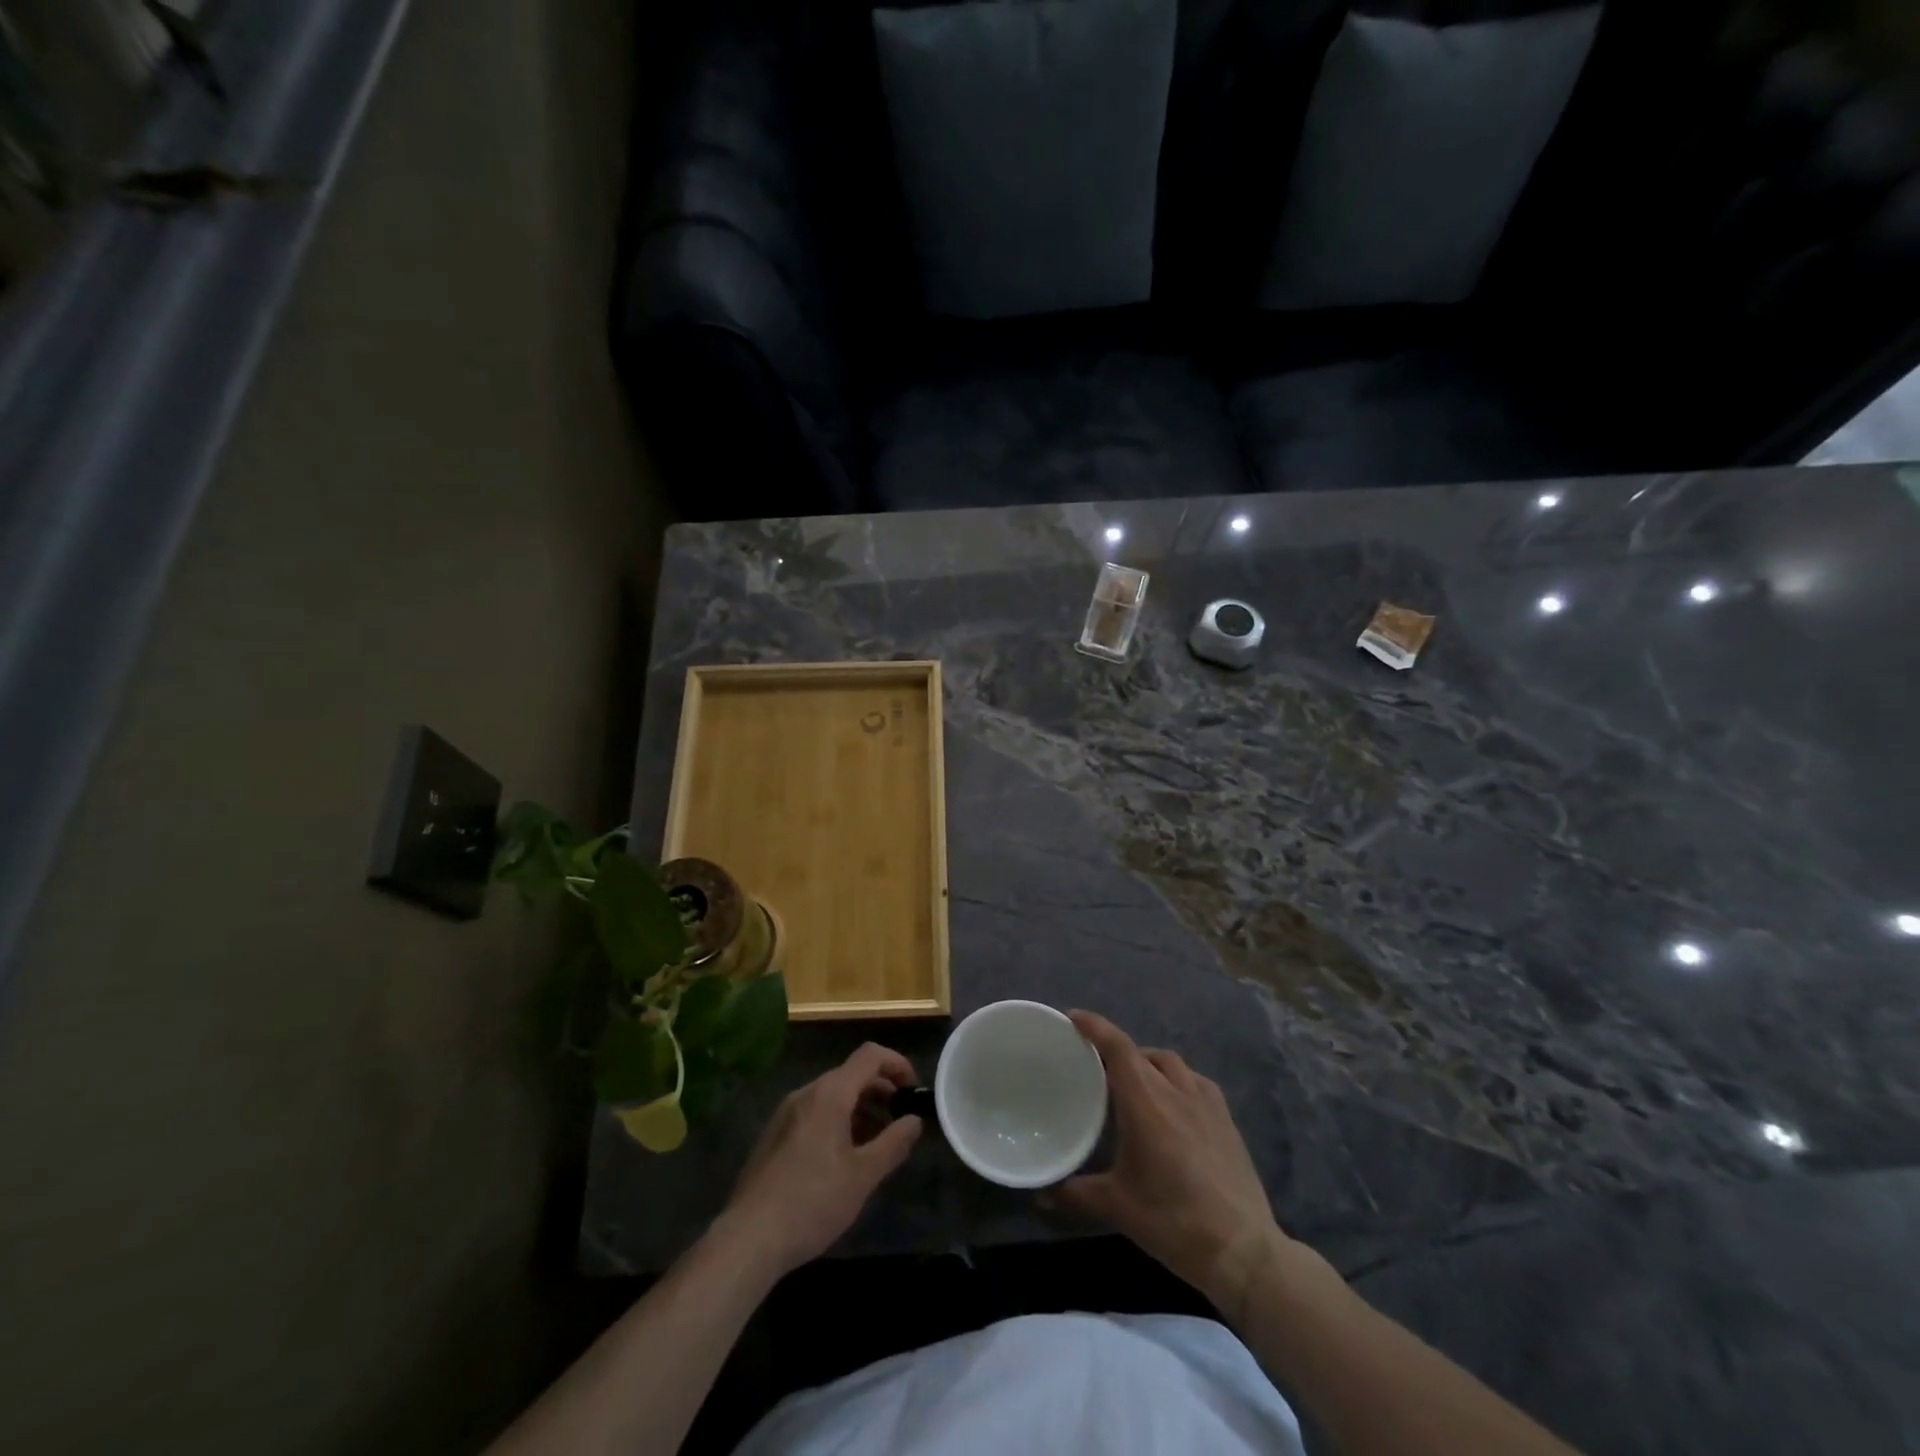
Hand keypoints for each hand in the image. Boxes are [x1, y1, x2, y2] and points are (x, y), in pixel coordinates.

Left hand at [714, 1043, 922, 1277]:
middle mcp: (806, 1093)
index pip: (870, 1055)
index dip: (897, 1064)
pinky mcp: (774, 1135)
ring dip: (859, 1109)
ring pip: (831, 1095)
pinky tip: (843, 1158)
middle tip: (899, 1120)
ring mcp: (786, 1113)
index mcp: (829, 1094)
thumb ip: (893, 1143)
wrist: (748, 1238)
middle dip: (880, 1090)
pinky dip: (837, 1121)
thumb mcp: (863, 1175)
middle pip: (850, 1074)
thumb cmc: (813, 1202)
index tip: (913, 1090)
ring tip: (876, 1143)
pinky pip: (813, 1113)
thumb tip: (914, 1120)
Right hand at [1052, 1011, 1288, 1312]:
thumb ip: (1075, 1194)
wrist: (1241, 1248)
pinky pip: (1196, 1081)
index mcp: (1145, 1101)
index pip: (1117, 1047)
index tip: (1073, 1018)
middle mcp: (1175, 1090)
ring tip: (1135, 1083)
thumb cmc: (1173, 1220)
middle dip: (1117, 1052)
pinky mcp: (1226, 1119)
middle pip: (1141, 1053)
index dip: (1095, 1027)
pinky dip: (1177, 1079)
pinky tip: (1175, 1102)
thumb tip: (1040, 1194)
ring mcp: (1206, 1102)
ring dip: (1148, 1063)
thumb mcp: (1117, 1207)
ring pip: (1171, 1063)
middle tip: (1097, 1067)